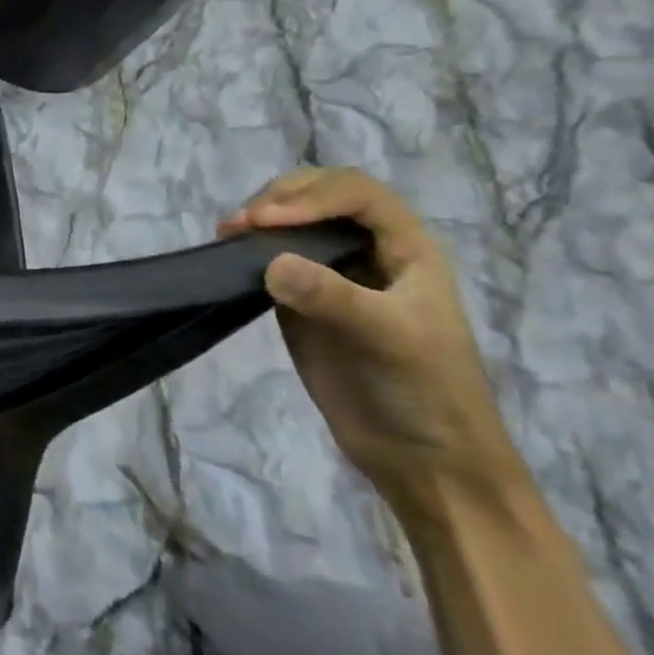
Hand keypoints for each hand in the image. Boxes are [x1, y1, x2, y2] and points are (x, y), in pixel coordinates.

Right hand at [219, 167, 526, 508]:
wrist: (424, 459)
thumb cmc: (426, 392)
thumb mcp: (390, 339)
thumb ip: (333, 297)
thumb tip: (271, 263)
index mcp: (407, 249)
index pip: (357, 194)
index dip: (313, 196)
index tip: (268, 221)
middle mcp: (368, 251)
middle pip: (320, 195)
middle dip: (279, 199)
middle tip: (242, 223)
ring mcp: (332, 275)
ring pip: (291, 223)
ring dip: (258, 219)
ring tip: (227, 234)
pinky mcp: (301, 299)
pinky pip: (271, 258)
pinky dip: (247, 249)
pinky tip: (227, 255)